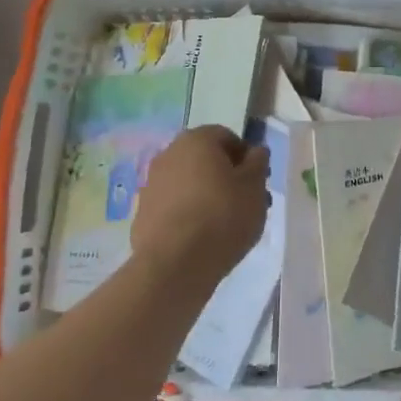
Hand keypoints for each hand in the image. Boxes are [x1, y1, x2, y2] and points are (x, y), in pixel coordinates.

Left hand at [130, 126, 270, 294]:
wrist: (175, 264)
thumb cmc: (223, 216)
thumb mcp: (254, 187)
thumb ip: (258, 163)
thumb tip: (255, 151)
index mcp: (197, 140)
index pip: (227, 137)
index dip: (246, 157)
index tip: (257, 181)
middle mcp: (169, 154)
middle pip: (205, 159)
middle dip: (226, 177)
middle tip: (245, 203)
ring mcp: (151, 184)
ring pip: (188, 183)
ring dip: (206, 195)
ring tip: (225, 224)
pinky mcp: (142, 213)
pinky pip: (173, 206)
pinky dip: (187, 214)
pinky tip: (201, 237)